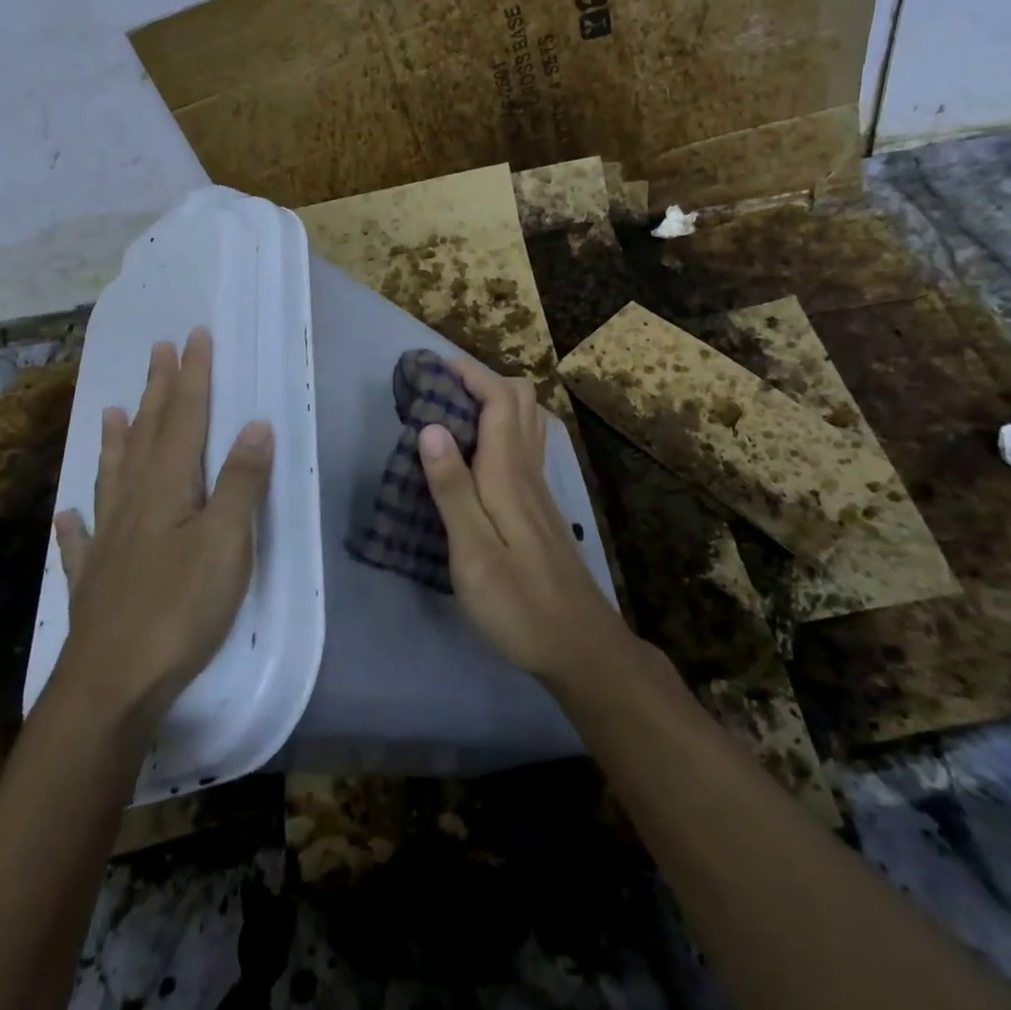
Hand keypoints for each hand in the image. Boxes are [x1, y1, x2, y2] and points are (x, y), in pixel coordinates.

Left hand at [49, 327, 272, 735]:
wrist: (111, 685)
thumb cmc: (179, 609)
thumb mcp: (226, 542)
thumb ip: (241, 482)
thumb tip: (255, 424)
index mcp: (167, 487)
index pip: (184, 418)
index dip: (191, 376)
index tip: (193, 337)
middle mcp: (133, 503)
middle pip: (148, 435)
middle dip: (158, 391)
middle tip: (158, 351)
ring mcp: (108, 542)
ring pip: (112, 476)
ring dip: (116, 442)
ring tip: (113, 412)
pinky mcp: (95, 583)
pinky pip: (82, 542)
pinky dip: (76, 524)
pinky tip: (67, 515)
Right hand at [417, 358, 631, 687]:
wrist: (580, 646)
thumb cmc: (518, 604)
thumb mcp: (472, 553)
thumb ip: (452, 489)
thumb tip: (431, 427)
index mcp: (508, 473)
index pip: (499, 399)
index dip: (470, 373)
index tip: (433, 364)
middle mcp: (528, 469)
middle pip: (519, 399)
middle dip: (481, 379)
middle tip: (439, 388)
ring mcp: (538, 487)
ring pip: (526, 420)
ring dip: (493, 399)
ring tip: (453, 410)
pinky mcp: (539, 506)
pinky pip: (523, 444)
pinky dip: (500, 427)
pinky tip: (475, 453)